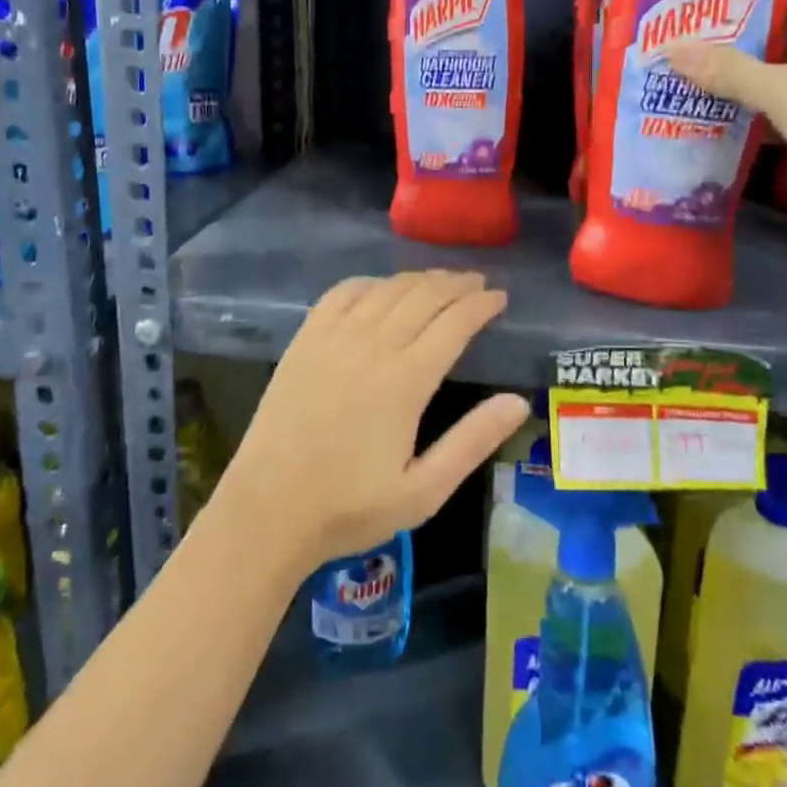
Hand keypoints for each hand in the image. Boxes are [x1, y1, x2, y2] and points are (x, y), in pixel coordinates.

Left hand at [217, 271, 527, 572]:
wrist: (268, 508)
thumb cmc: (350, 507)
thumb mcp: (424, 491)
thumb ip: (472, 442)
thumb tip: (517, 402)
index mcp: (406, 380)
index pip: (455, 323)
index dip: (482, 304)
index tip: (500, 297)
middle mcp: (372, 345)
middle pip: (424, 296)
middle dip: (457, 284)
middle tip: (478, 282)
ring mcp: (334, 337)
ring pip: (387, 289)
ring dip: (420, 278)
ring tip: (441, 280)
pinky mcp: (305, 339)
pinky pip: (343, 292)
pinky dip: (370, 282)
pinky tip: (381, 287)